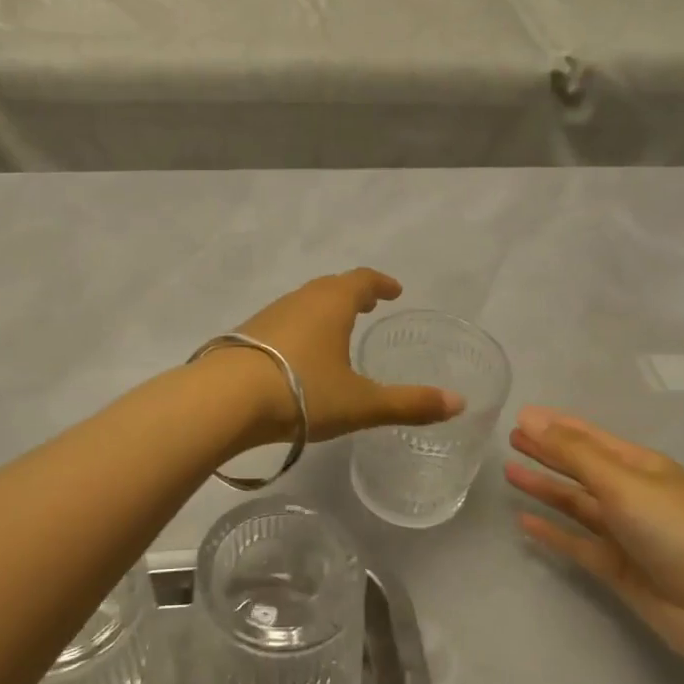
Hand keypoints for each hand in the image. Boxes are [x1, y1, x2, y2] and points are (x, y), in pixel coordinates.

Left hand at [225, 270, 464, 442]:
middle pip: (330, 287)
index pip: (361, 280)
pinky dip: (299, 328)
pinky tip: (297, 355)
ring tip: (335, 329)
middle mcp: (300, 300)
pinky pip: (282, 323)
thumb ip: (409, 403)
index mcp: (331, 303)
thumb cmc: (301, 393)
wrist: (224, 400)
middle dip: (352, 294)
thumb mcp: (361, 403)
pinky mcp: (246, 336)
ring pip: (303, 304)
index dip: (380, 283)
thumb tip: (459, 403)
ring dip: (323, 310)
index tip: (393, 290)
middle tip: (367, 305)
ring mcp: (268, 315)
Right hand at [507, 407, 683, 678]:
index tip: (520, 415)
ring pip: (576, 504)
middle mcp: (633, 495)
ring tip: (508, 473)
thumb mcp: (623, 482)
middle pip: (581, 467)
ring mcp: (626, 533)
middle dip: (547, 452)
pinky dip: (552, 532)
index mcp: (642, 466)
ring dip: (545, 488)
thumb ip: (573, 452)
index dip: (556, 425)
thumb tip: (530, 417)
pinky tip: (525, 523)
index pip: (590, 437)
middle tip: (509, 439)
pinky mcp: (619, 569)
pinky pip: (577, 543)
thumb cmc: (678, 531)